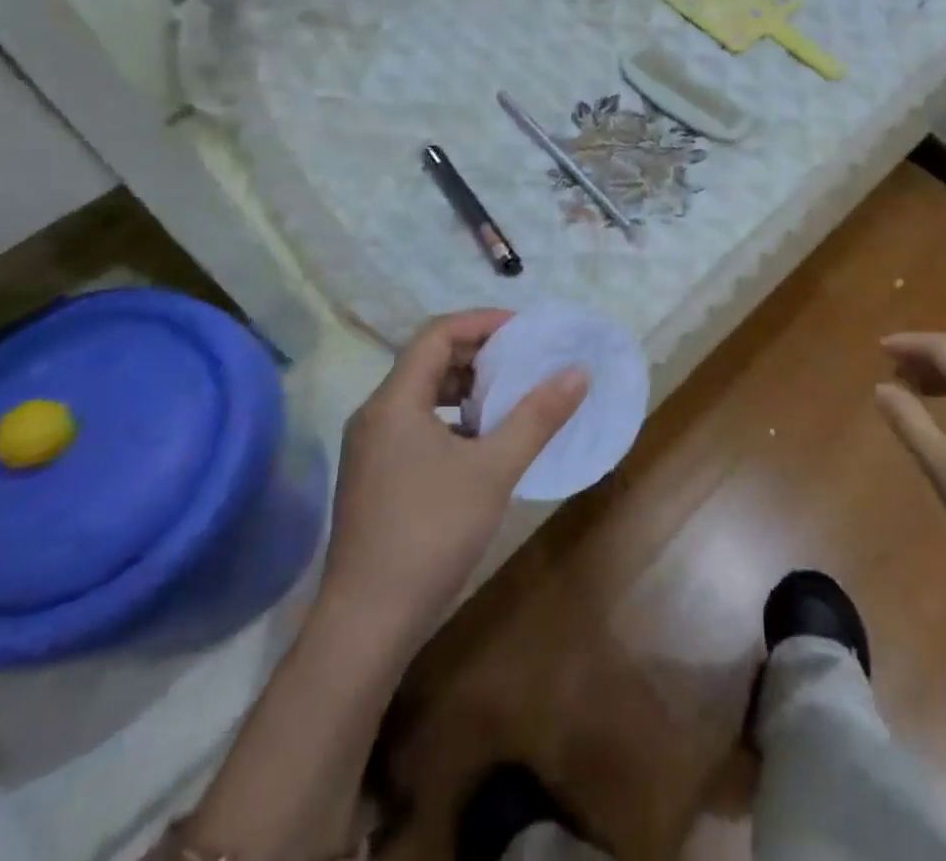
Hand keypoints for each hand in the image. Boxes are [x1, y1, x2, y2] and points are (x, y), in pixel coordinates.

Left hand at [316, 310, 586, 654]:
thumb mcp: (494, 469)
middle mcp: (375, 415)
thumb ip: (538, 416)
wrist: (367, 623)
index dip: (481, 322)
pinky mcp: (374, 476)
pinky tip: (482, 443)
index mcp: (395, 402)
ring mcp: (370, 448)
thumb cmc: (431, 534)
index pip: (436, 334)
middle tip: (522, 359)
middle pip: (427, 360)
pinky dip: (451, 417)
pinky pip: (415, 423)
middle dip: (477, 352)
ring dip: (465, 386)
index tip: (523, 329)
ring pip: (421, 394)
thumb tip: (578, 372)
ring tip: (508, 396)